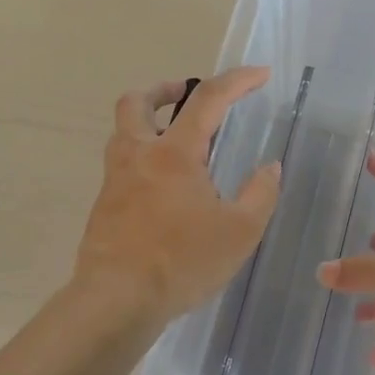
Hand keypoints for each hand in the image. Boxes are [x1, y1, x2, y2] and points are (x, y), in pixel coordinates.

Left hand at [73, 68, 280, 321]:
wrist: (117, 300)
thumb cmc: (182, 262)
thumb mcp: (240, 232)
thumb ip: (260, 194)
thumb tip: (270, 167)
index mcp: (174, 153)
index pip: (207, 100)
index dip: (237, 81)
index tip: (260, 74)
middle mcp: (138, 156)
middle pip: (136, 102)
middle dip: (164, 90)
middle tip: (186, 97)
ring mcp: (115, 181)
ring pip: (122, 132)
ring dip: (147, 122)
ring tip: (176, 142)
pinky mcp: (104, 207)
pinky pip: (122, 167)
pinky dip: (143, 159)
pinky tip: (163, 190)